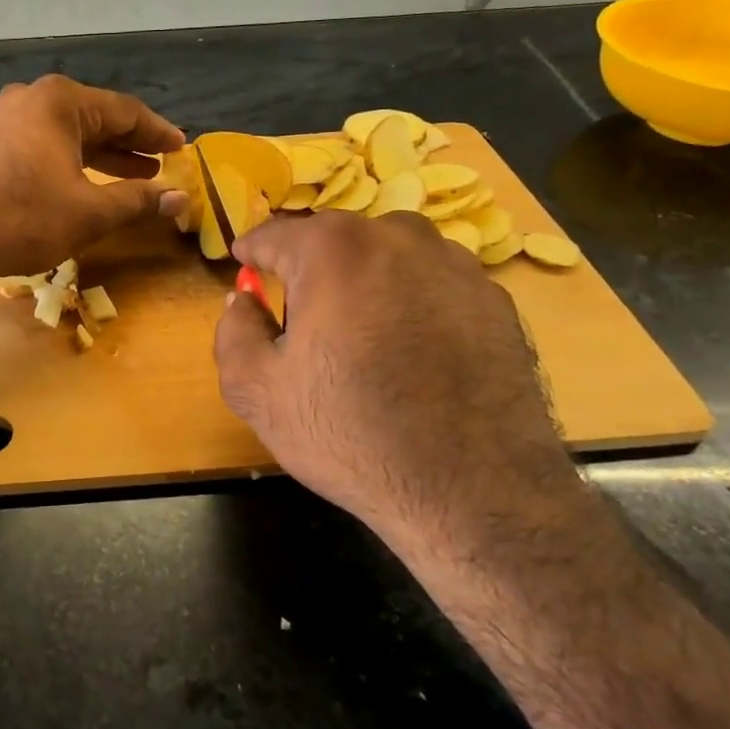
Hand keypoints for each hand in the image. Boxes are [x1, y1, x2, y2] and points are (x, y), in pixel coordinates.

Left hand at [0, 74, 187, 283]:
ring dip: (104, 156)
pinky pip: (46, 145)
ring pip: (70, 133)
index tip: (182, 148)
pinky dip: (74, 162)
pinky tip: (91, 183)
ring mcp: (7, 119)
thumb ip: (139, 200)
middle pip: (96, 118)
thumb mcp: (91, 211)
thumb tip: (181, 198)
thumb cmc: (25, 217)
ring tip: (138, 176)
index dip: (157, 133)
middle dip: (132, 144)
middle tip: (164, 164)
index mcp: (60, 101)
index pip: (124, 111)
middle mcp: (33, 99)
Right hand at [214, 211, 577, 555]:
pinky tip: (411, 353)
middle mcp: (398, 238)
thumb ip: (234, 330)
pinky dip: (411, 302)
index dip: (252, 252)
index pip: (275, 234)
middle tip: (300, 316)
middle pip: (334, 240)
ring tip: (361, 335)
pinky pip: (432, 284)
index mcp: (334, 249)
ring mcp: (455, 265)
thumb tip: (243, 298)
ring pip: (388, 256)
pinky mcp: (496, 300)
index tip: (243, 265)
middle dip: (309, 268)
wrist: (474, 494)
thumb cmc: (351, 434)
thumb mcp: (257, 391)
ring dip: (364, 280)